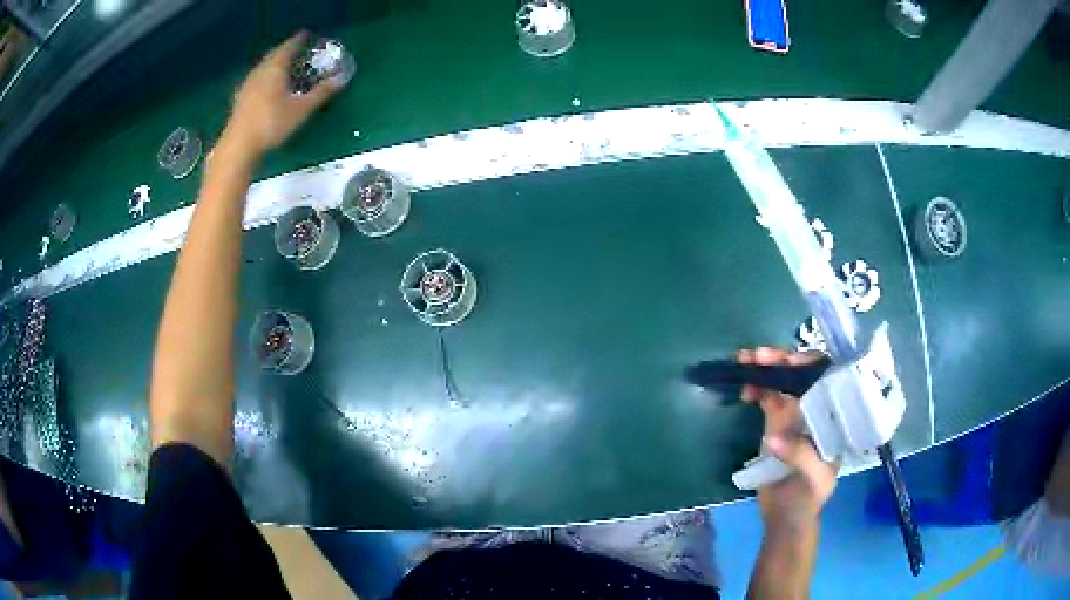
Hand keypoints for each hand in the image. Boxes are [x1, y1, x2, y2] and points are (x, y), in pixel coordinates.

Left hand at [220, 32, 340, 159]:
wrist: (239, 147)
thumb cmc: (271, 124)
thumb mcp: (301, 110)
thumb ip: (321, 93)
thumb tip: (341, 78)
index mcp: (275, 68)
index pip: (288, 47)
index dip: (298, 40)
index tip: (306, 35)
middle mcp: (260, 71)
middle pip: (274, 55)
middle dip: (285, 51)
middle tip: (296, 50)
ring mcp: (247, 85)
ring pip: (263, 67)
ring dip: (274, 64)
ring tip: (284, 67)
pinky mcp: (240, 99)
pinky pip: (256, 80)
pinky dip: (265, 78)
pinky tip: (267, 86)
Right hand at [737, 347, 837, 527]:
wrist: (785, 518)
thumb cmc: (808, 497)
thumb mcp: (813, 478)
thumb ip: (799, 455)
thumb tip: (773, 438)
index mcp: (832, 417)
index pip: (826, 381)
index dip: (809, 365)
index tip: (788, 362)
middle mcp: (816, 410)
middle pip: (801, 376)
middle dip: (780, 360)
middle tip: (756, 355)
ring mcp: (796, 416)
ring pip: (782, 382)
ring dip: (764, 369)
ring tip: (743, 360)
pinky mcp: (776, 424)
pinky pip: (767, 398)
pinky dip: (756, 388)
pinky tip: (745, 388)